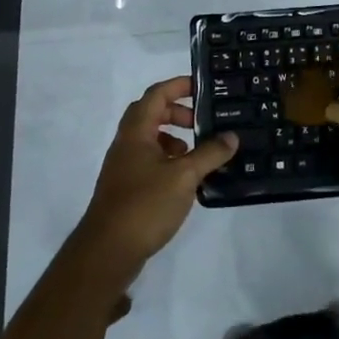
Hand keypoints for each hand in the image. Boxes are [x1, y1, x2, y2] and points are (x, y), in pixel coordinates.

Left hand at [71, 77, 236, 291]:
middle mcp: (126, 144)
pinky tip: (185, 179)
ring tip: (197, 153)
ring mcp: (123, 167)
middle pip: (150, 114)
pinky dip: (168, 160)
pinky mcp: (125, 189)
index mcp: (136, 132)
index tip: (202, 87)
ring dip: (173, 138)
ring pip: (149, 139)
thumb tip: (231, 136)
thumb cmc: (145, 204)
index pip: (156, 94)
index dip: (178, 85)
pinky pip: (149, 161)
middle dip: (177, 112)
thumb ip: (209, 153)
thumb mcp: (184, 176)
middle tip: (201, 122)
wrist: (107, 252)